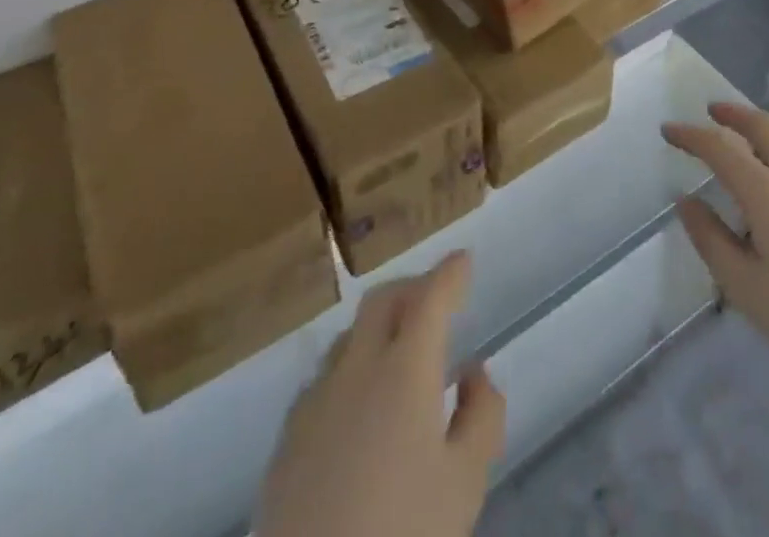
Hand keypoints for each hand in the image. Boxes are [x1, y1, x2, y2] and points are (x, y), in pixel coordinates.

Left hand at [257, 251, 505, 536]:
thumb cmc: (402, 532)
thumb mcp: (464, 483)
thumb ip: (481, 417)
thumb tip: (474, 373)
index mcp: (405, 369)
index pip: (431, 297)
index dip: (450, 273)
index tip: (464, 260)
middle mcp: (357, 367)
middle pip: (383, 301)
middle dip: (413, 287)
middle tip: (436, 298)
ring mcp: (315, 399)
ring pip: (350, 336)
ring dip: (380, 327)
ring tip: (400, 353)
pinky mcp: (287, 437)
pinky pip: (326, 379)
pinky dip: (352, 369)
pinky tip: (360, 407)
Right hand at [663, 102, 768, 406]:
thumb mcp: (745, 287)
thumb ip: (711, 239)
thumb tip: (687, 202)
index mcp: (768, 192)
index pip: (720, 148)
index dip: (691, 135)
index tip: (669, 130)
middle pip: (763, 126)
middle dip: (734, 113)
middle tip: (712, 111)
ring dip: (762, 131)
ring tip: (746, 142)